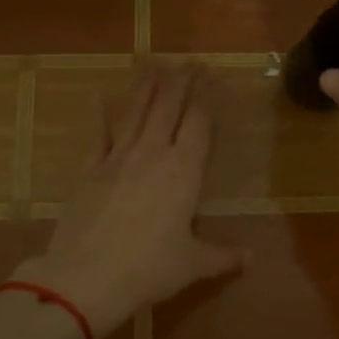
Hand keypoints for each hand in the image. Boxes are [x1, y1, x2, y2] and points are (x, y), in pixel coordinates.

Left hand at [16, 64, 242, 338]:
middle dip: (180, 81)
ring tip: (154, 64)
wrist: (86, 277)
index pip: (198, 123)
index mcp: (184, 172)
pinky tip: (99, 97)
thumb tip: (252, 259)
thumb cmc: (149, 269)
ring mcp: (117, 158)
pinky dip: (100, 115)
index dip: (205, 97)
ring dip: (146, 86)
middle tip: (188, 61)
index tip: (210, 76)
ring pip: (135, 112)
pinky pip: (99, 134)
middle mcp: (152, 154)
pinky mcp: (89, 169)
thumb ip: (223, 256)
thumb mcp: (193, 265)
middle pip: (168, 107)